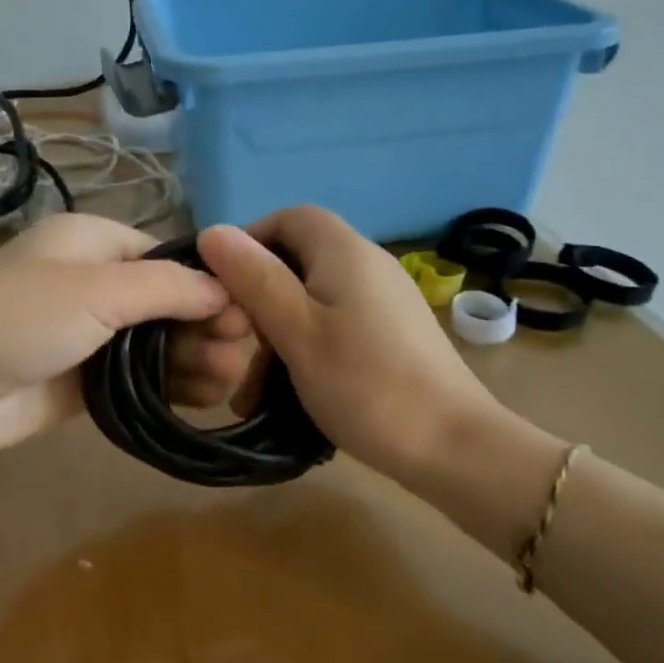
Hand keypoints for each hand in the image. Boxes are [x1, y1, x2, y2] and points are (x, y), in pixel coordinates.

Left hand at [0, 212, 254, 456]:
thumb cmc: (21, 316)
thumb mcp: (96, 288)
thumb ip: (166, 287)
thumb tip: (225, 289)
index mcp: (95, 243)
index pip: (168, 257)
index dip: (208, 283)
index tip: (246, 312)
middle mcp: (97, 284)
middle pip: (169, 302)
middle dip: (206, 324)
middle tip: (240, 353)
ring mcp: (93, 335)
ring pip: (160, 342)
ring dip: (195, 356)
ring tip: (228, 378)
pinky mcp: (89, 380)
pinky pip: (143, 378)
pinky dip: (173, 386)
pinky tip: (206, 396)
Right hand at [197, 206, 507, 486]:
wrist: (451, 444)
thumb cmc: (364, 383)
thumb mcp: (296, 330)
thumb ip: (255, 279)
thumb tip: (212, 231)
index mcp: (344, 251)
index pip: (288, 218)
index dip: (250, 243)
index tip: (222, 288)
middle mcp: (368, 264)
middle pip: (299, 261)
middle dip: (259, 300)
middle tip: (234, 348)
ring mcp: (385, 301)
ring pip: (314, 300)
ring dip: (278, 336)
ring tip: (253, 390)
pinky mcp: (393, 334)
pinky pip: (336, 325)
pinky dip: (307, 349)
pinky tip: (292, 393)